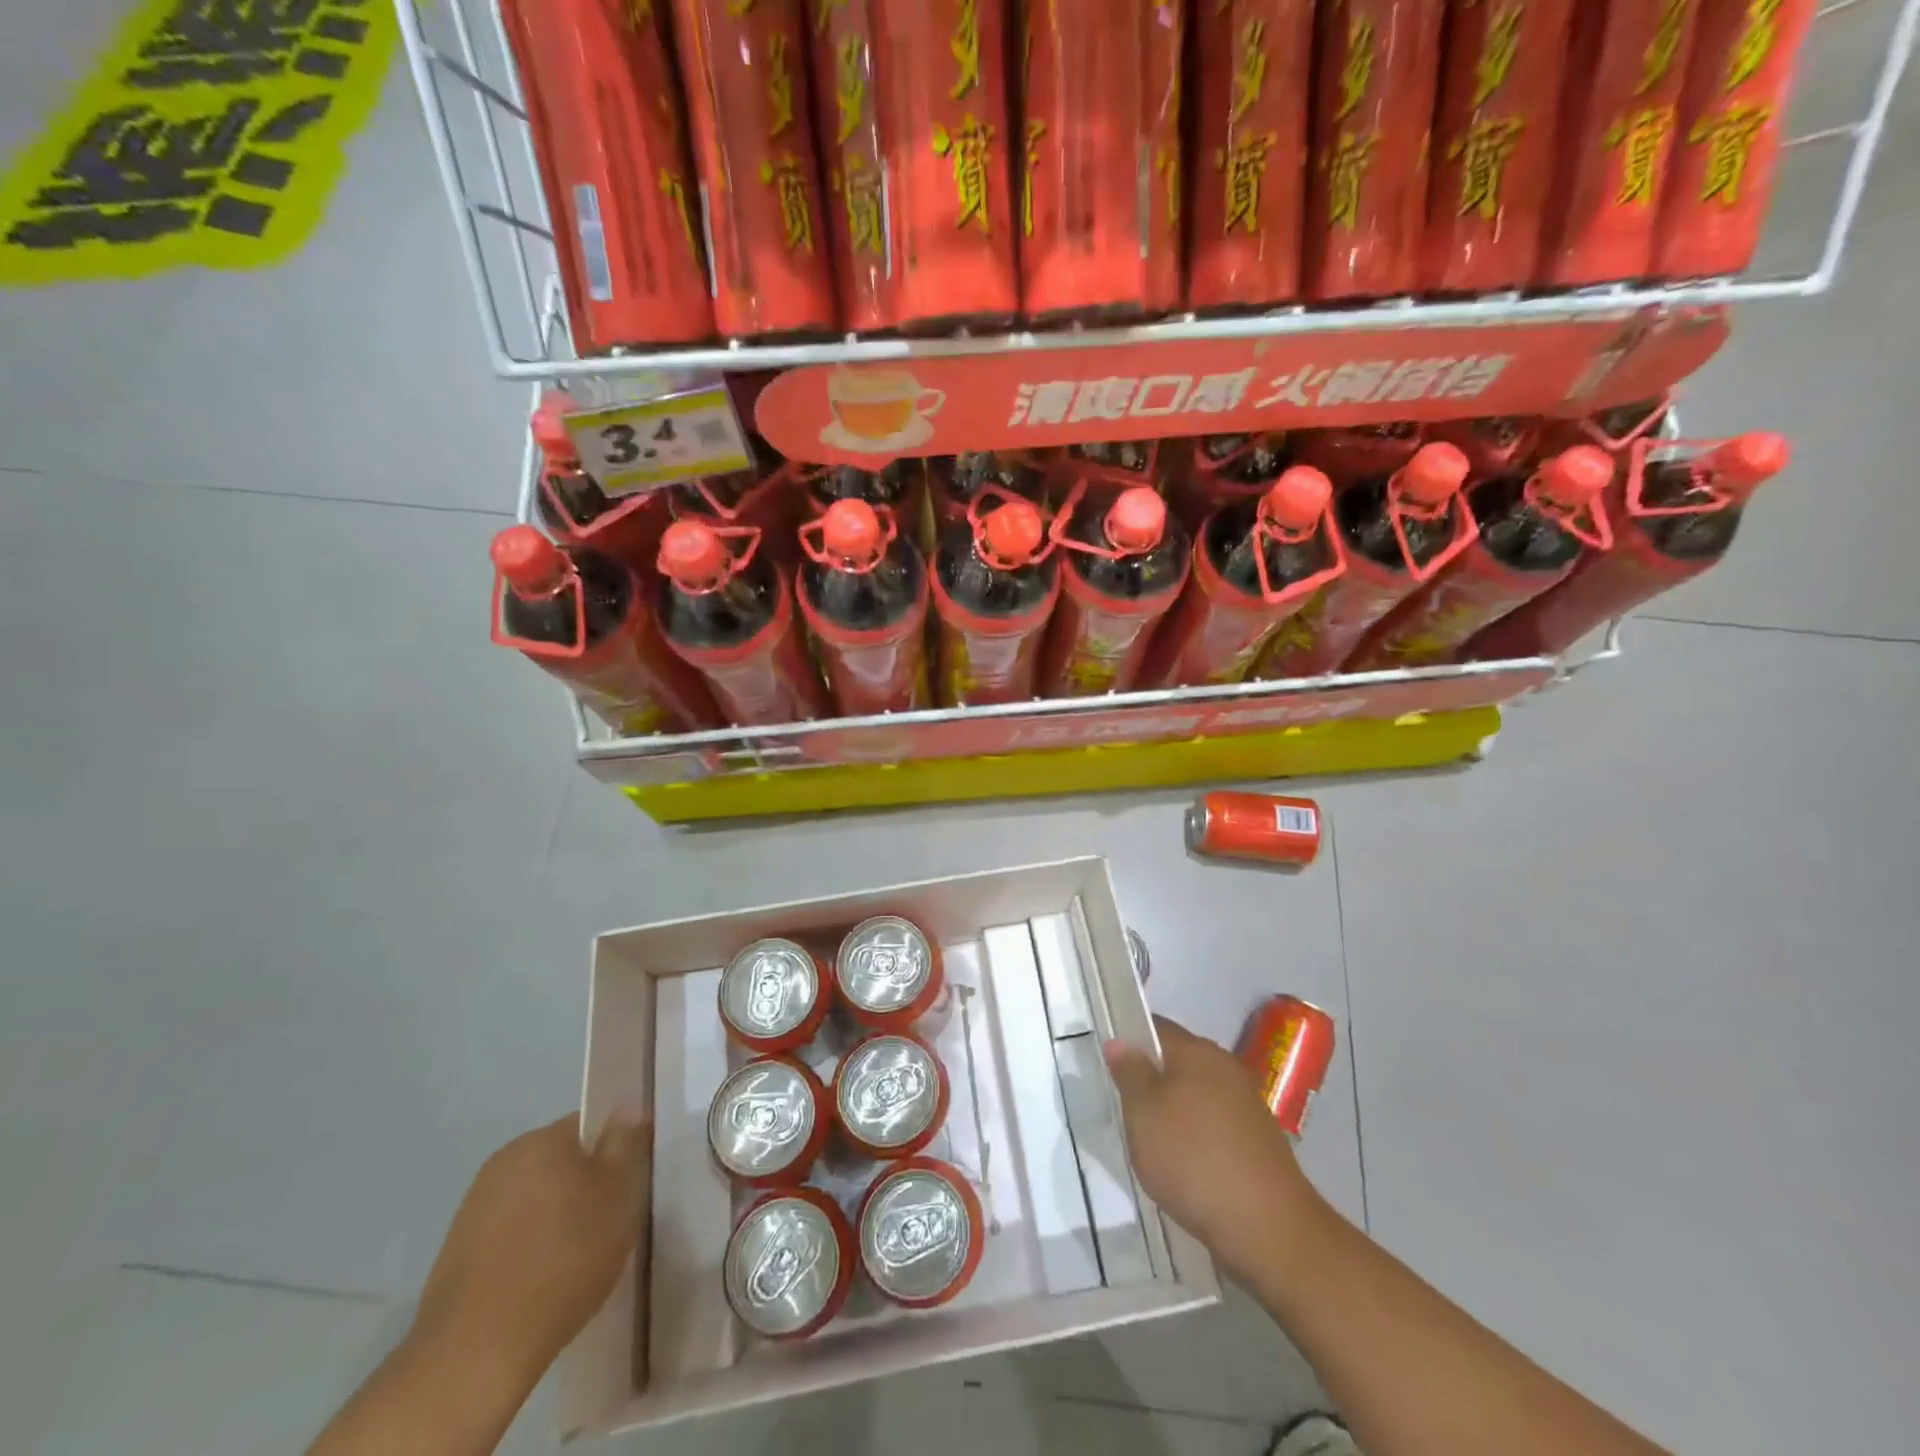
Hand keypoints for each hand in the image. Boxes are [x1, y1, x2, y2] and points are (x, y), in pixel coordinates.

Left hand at [410, 1113, 648, 1384]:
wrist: (476, 1353)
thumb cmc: (563, 1258)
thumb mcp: (617, 1193)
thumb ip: (624, 1141)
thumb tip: (626, 1104)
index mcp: (540, 1140)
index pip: (590, 1124)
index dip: (616, 1148)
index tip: (630, 1183)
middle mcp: (502, 1162)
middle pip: (561, 1160)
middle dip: (586, 1183)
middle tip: (611, 1221)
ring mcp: (472, 1209)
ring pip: (535, 1198)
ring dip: (557, 1216)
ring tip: (578, 1258)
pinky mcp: (456, 1255)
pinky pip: (510, 1235)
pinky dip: (529, 1248)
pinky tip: (543, 1282)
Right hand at [1104, 1017, 1318, 1279]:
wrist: (1270, 1230)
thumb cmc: (1194, 1160)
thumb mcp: (1143, 1114)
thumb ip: (1129, 1073)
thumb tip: (1120, 1041)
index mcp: (1197, 1051)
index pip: (1156, 1027)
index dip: (1129, 1039)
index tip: (1108, 1063)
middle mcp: (1226, 1067)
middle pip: (1178, 1060)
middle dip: (1151, 1079)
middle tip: (1124, 1107)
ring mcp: (1247, 1104)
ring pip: (1197, 1094)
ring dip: (1174, 1110)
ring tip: (1151, 1142)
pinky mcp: (1259, 1140)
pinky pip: (1216, 1124)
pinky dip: (1197, 1136)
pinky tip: (1186, 1166)